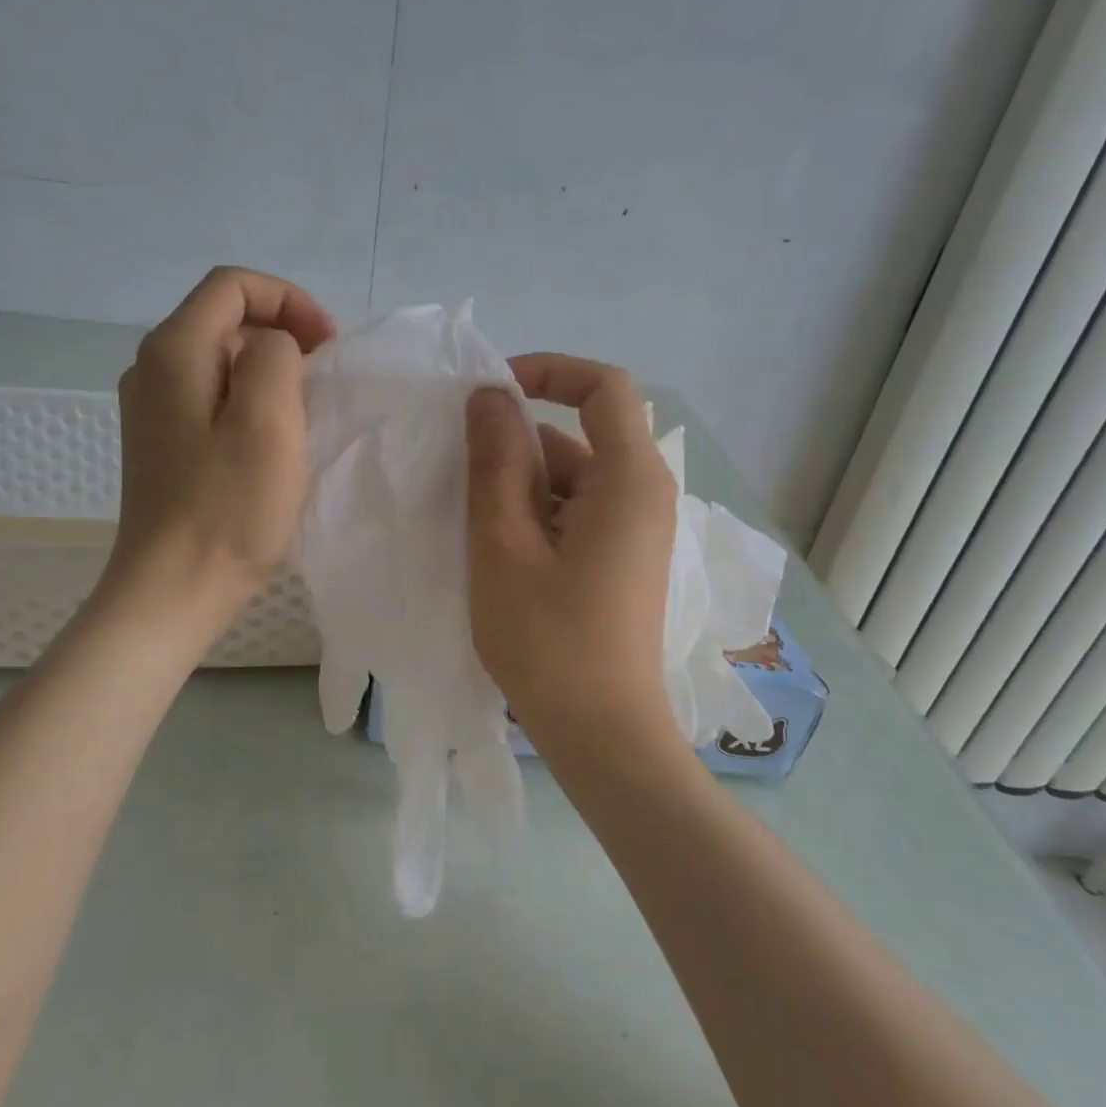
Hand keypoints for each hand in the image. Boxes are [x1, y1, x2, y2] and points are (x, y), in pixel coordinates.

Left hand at [104, 266, 334, 631]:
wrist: (173, 590)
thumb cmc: (227, 508)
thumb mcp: (268, 420)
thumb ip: (276, 357)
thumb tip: (274, 350)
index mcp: (174, 351)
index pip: (233, 286)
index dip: (289, 301)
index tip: (328, 346)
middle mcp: (151, 368)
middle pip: (225, 319)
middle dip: (283, 334)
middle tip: (324, 379)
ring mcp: (151, 409)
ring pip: (221, 361)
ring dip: (270, 371)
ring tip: (305, 411)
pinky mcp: (162, 443)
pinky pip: (212, 398)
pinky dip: (249, 402)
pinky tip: (271, 443)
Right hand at [464, 353, 678, 753]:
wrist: (603, 735)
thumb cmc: (548, 640)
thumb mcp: (505, 544)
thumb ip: (497, 461)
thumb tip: (491, 395)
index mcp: (630, 478)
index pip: (603, 386)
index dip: (547, 371)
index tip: (490, 393)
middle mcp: (646, 494)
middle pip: (580, 436)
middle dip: (517, 446)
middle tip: (459, 479)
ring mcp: (638, 530)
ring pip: (573, 479)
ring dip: (521, 487)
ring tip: (473, 527)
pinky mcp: (625, 559)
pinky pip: (579, 512)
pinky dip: (538, 516)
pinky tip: (501, 553)